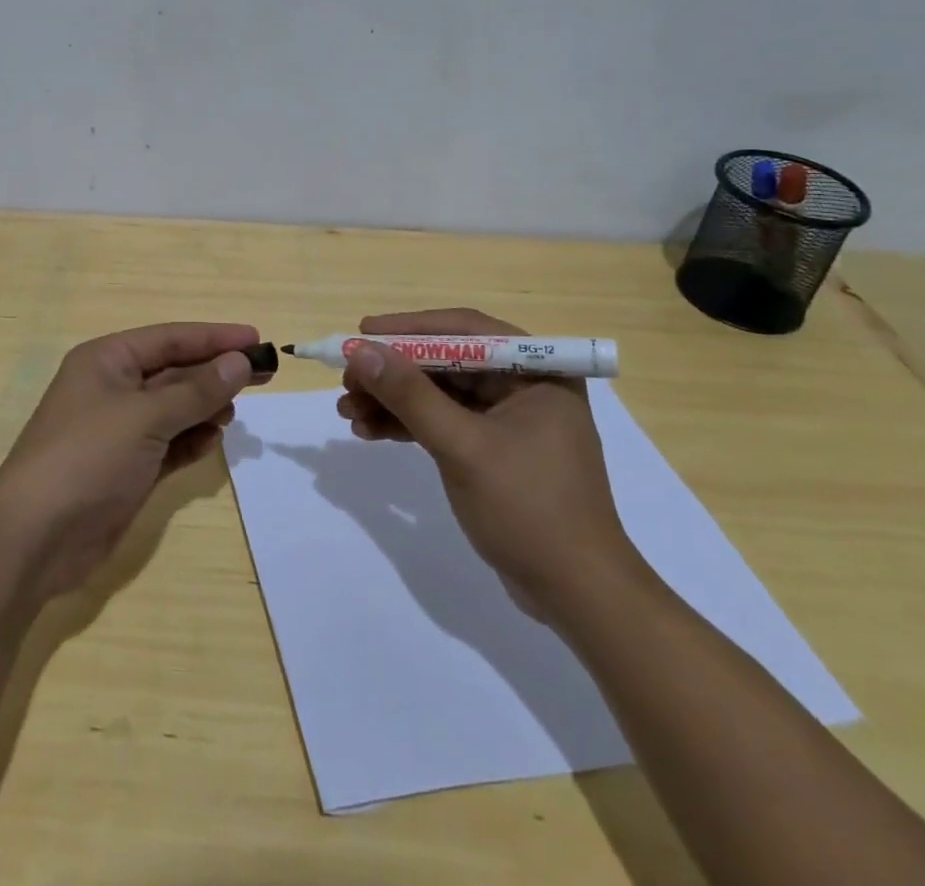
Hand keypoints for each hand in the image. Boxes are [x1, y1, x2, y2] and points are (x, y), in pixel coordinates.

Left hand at [0, 321, 263, 601]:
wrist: (34, 539)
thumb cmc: (88, 458)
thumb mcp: (146, 417)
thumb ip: (197, 390)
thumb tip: (239, 361)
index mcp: (107, 361)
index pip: (170, 338)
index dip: (214, 337)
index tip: (256, 338)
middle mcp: (113, 388)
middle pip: (176, 372)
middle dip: (215, 374)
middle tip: (264, 375)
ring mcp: (120, 430)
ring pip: (175, 408)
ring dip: (204, 409)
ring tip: (231, 415)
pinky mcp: (127, 467)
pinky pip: (169, 443)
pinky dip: (191, 440)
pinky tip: (211, 441)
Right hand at [337, 308, 644, 624]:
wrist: (577, 596)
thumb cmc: (529, 509)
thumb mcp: (463, 447)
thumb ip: (410, 396)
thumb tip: (359, 350)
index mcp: (537, 371)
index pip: (464, 330)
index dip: (409, 329)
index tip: (363, 331)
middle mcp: (524, 386)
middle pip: (446, 362)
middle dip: (394, 372)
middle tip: (348, 380)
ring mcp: (509, 420)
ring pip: (439, 394)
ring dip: (393, 401)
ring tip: (348, 411)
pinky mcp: (494, 451)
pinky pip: (444, 423)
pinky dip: (408, 425)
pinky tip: (370, 431)